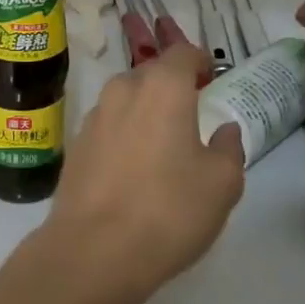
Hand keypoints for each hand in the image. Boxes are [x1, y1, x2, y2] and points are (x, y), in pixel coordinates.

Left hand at [33, 43, 245, 303]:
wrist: (93, 251)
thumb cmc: (168, 210)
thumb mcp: (222, 183)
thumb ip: (229, 147)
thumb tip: (224, 130)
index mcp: (162, 87)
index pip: (183, 52)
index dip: (200, 61)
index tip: (211, 80)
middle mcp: (122, 90)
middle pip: (151, 74)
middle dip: (172, 87)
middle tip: (191, 115)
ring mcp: (93, 117)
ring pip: (126, 100)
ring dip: (145, 111)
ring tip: (162, 145)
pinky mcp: (75, 146)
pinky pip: (108, 127)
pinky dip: (123, 135)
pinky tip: (133, 169)